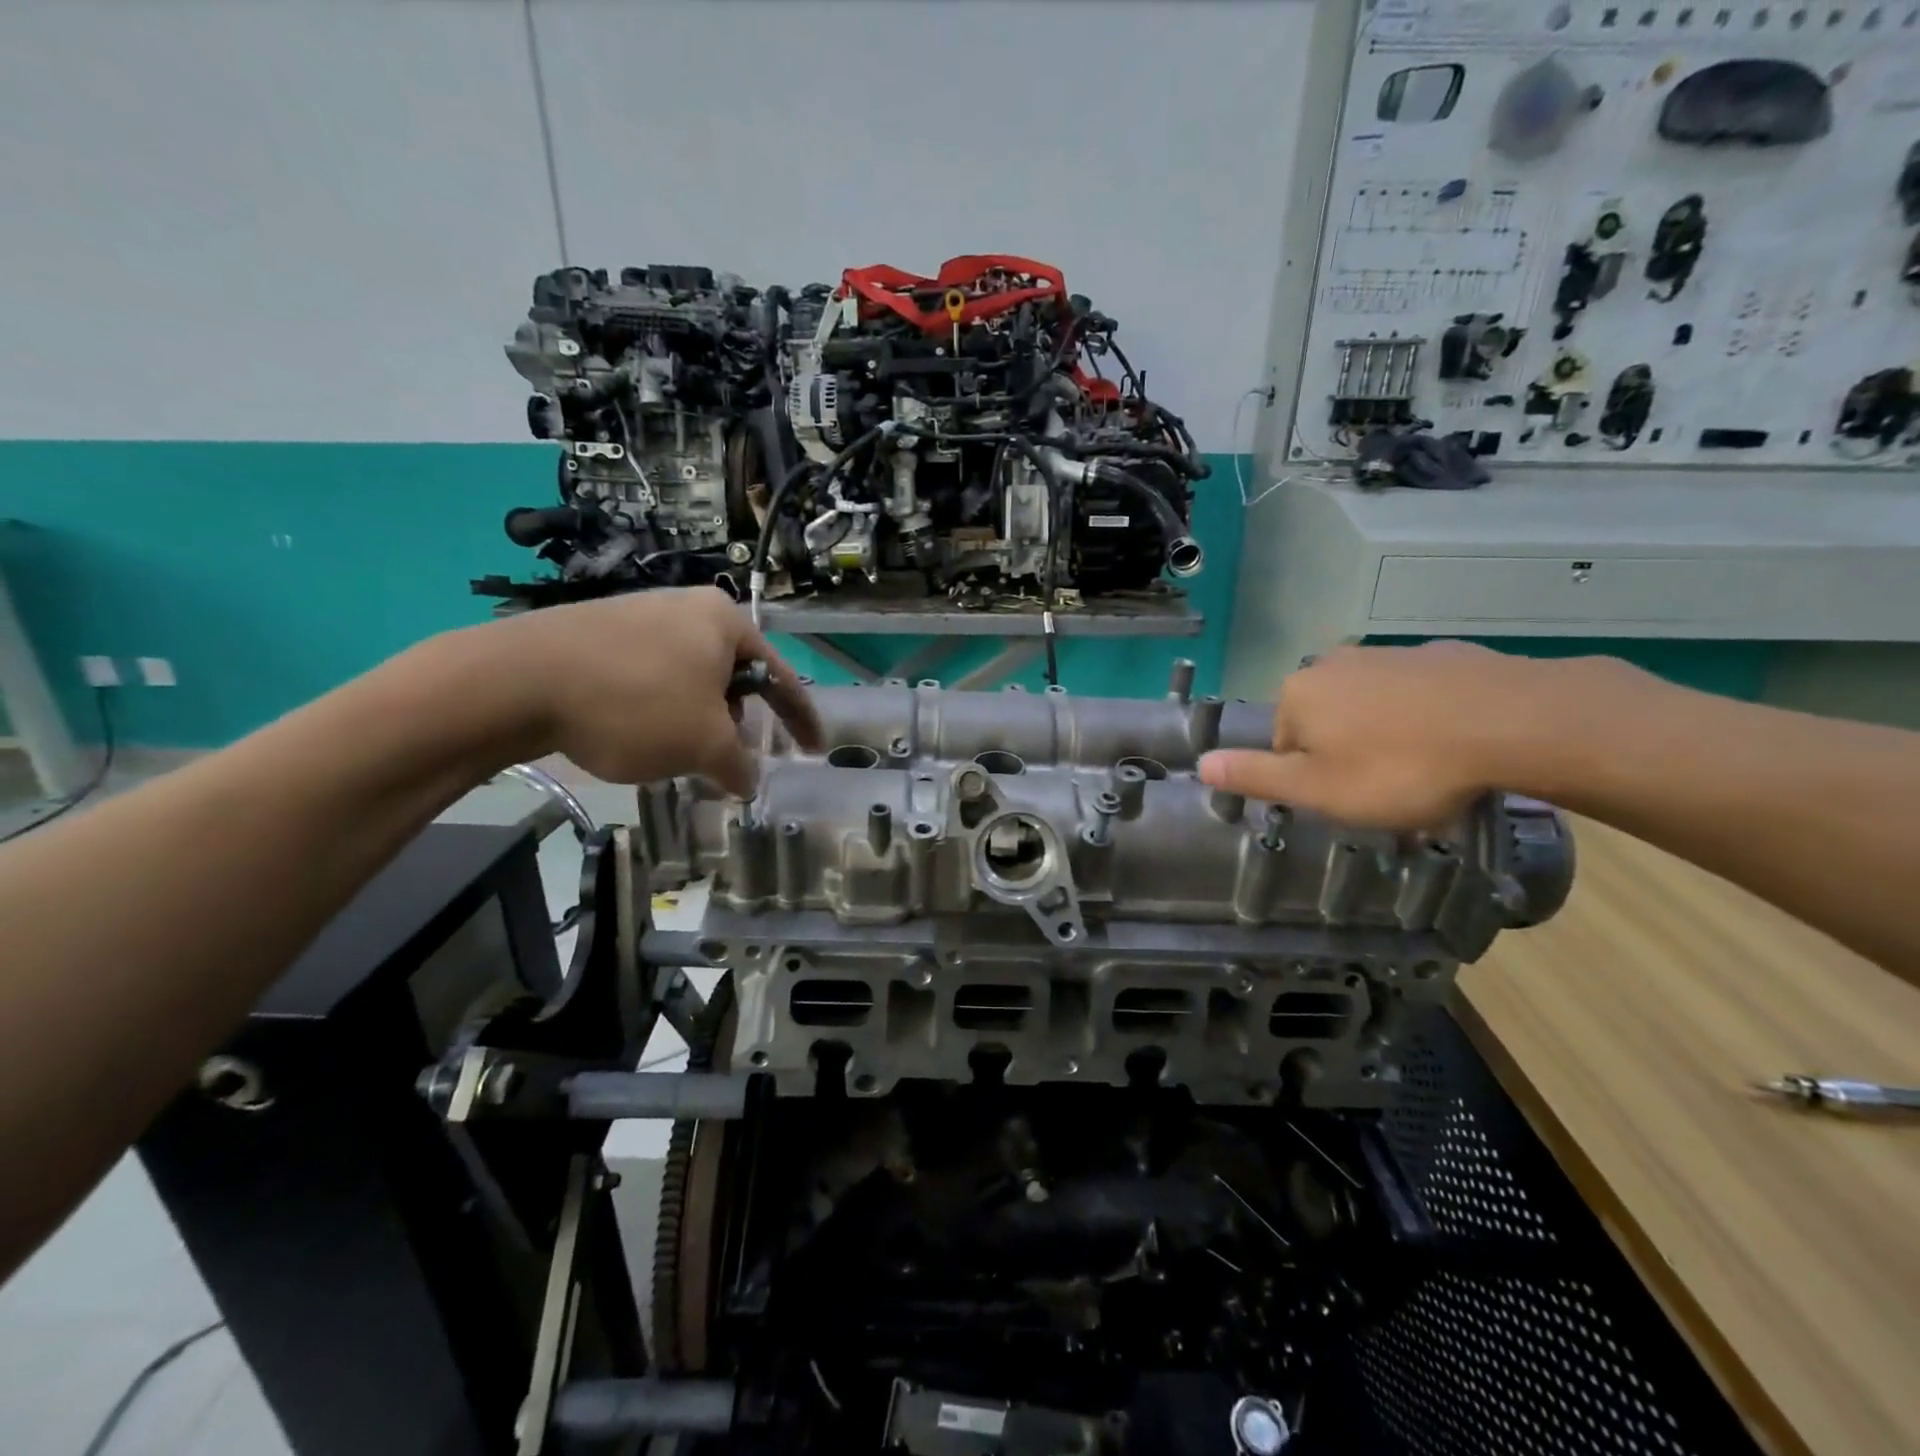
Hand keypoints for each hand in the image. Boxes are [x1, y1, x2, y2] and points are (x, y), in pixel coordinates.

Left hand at [482, 587, 821, 794]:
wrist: (516, 680)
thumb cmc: (636, 704)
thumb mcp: (703, 746)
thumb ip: (739, 766)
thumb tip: (747, 782)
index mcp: (725, 621)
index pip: (780, 677)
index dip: (802, 719)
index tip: (815, 748)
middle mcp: (686, 607)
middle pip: (732, 675)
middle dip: (735, 721)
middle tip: (725, 758)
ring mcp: (638, 614)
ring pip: (688, 678)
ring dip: (694, 718)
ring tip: (673, 752)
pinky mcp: (597, 630)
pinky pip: (649, 674)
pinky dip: (657, 708)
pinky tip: (633, 733)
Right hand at [1198, 642, 1592, 828]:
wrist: (1514, 722)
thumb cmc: (1401, 766)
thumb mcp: (1317, 789)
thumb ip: (1255, 776)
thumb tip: (1199, 765)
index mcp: (1298, 694)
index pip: (1285, 746)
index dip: (1314, 779)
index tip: (1351, 798)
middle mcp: (1333, 663)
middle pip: (1325, 722)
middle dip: (1348, 754)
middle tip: (1388, 789)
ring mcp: (1389, 654)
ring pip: (1371, 707)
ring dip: (1387, 736)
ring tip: (1426, 771)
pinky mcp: (1442, 654)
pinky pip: (1417, 694)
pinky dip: (1426, 717)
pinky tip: (1456, 743)